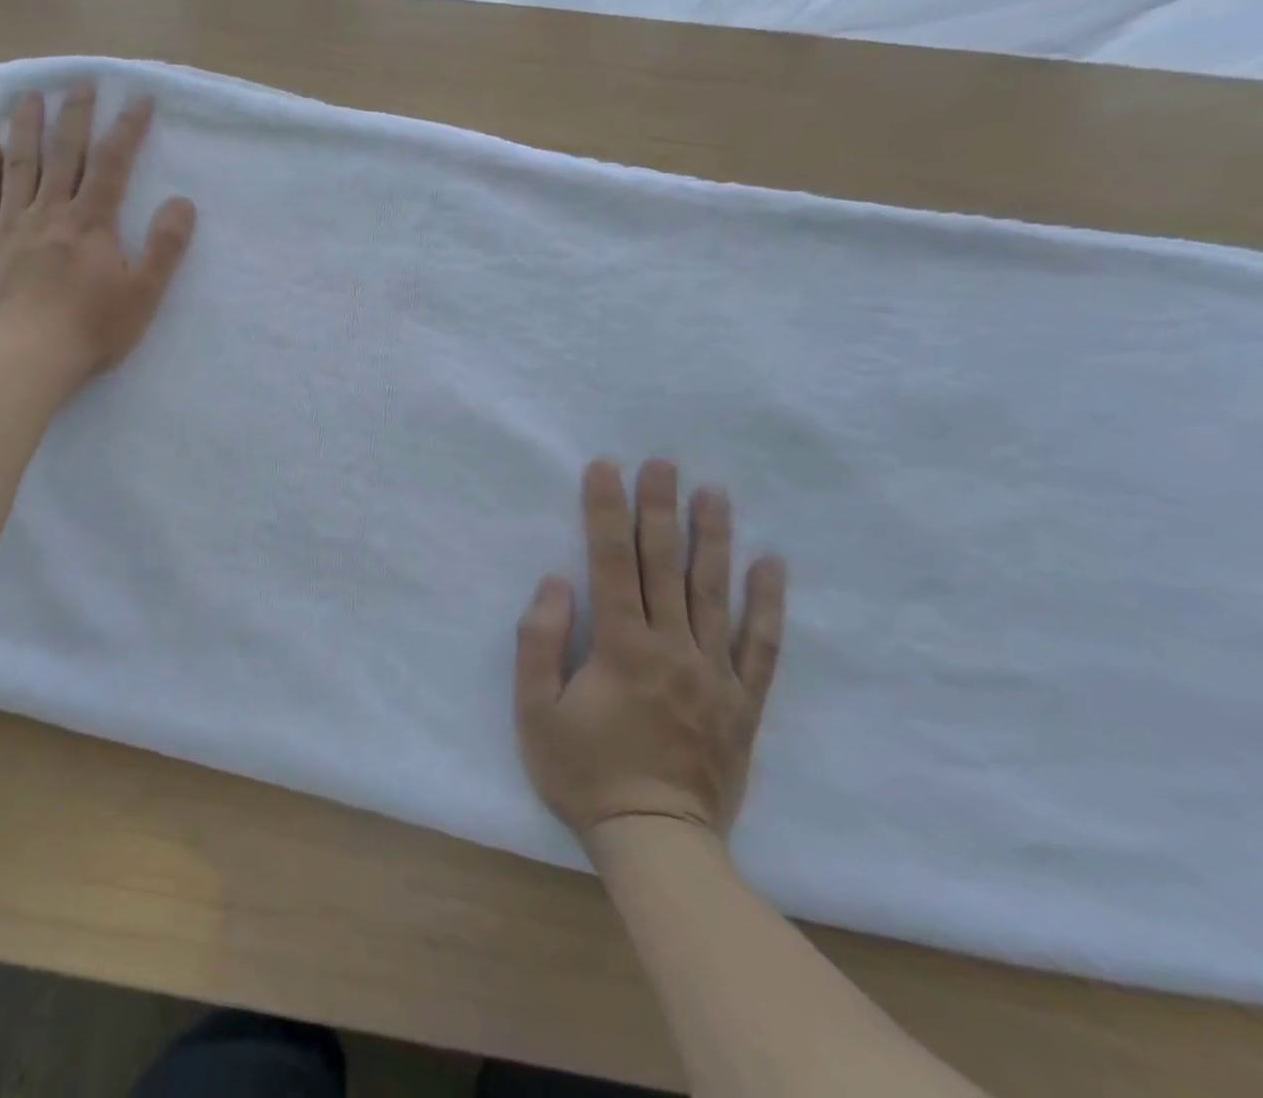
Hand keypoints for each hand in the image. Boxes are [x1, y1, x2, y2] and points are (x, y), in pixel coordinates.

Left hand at [0, 84, 194, 381]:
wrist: (24, 358)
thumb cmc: (91, 330)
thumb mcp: (144, 294)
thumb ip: (165, 247)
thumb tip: (183, 202)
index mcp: (91, 223)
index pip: (112, 165)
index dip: (127, 129)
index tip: (137, 97)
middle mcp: (50, 213)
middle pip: (63, 154)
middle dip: (75, 116)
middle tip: (79, 81)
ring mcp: (11, 226)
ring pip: (19, 165)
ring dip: (26, 127)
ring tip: (30, 96)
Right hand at [515, 459, 785, 842]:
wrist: (656, 843)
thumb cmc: (584, 774)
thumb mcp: (535, 711)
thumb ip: (539, 642)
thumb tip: (557, 583)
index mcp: (621, 647)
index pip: (611, 562)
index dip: (605, 511)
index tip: (606, 468)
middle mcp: (673, 648)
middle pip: (665, 565)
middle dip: (659, 509)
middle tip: (664, 463)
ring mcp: (715, 674)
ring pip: (715, 593)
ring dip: (714, 538)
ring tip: (715, 493)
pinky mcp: (744, 702)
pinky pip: (761, 645)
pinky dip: (768, 603)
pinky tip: (772, 565)